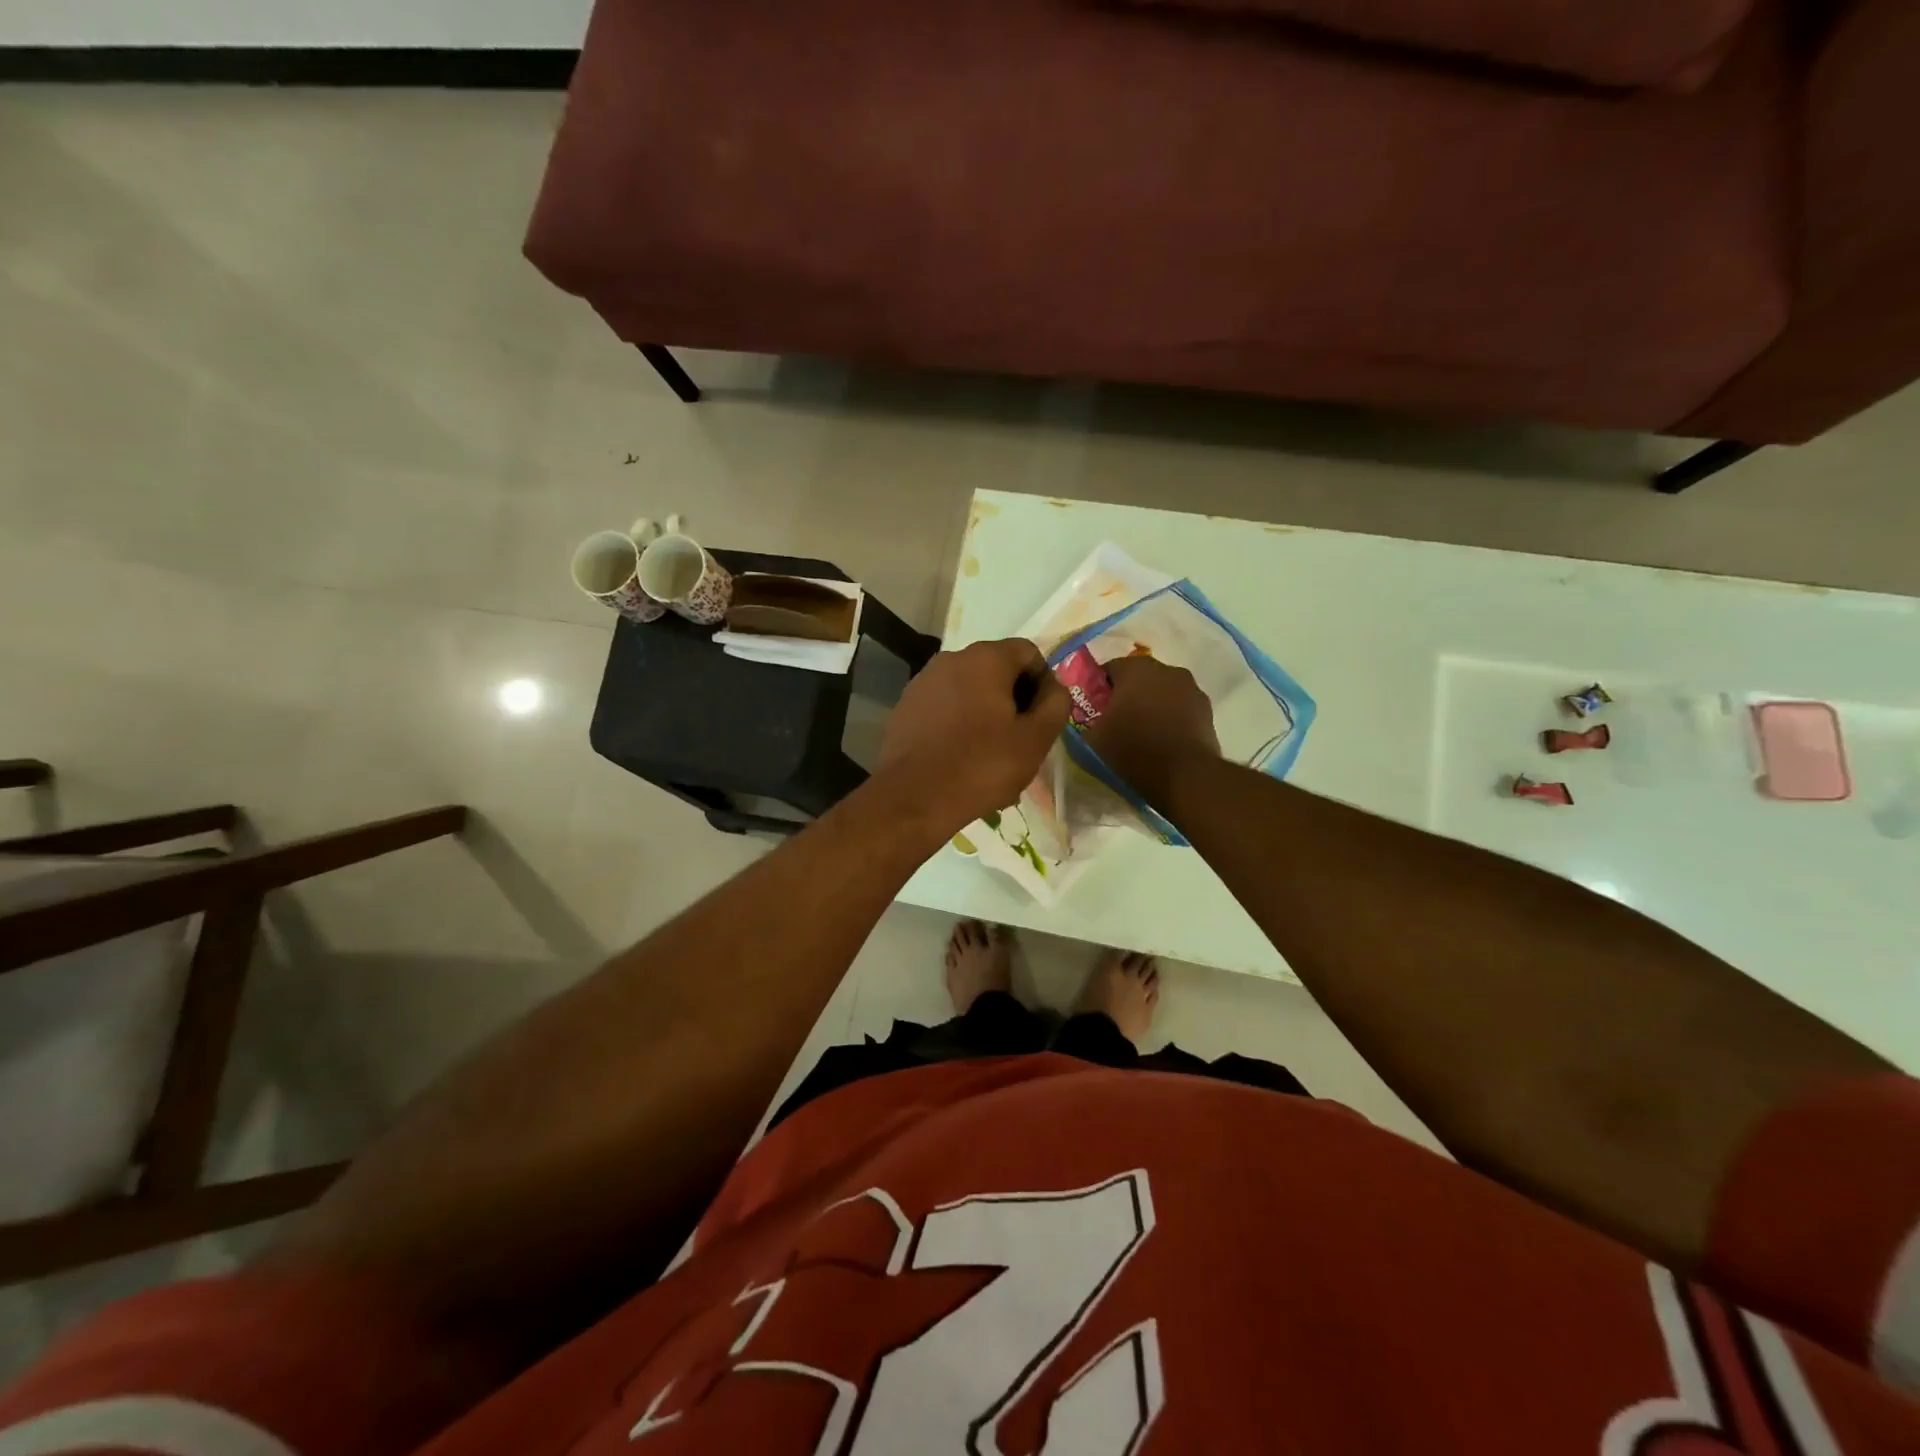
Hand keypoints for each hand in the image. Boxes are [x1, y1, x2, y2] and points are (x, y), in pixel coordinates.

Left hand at [876, 638, 1070, 833]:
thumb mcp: (1035, 739)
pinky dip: (960, 725)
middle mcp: (950, 659)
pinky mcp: (905, 707)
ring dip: (987, 714)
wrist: (912, 799)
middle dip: (1014, 700)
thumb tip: (1053, 688)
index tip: (1044, 719)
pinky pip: (945, 708)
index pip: (1029, 653)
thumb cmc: (980, 766)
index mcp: (985, 658)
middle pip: (997, 670)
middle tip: (1021, 741)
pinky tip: (962, 758)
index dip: (1044, 683)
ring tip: (992, 755)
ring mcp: (923, 682)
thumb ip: (1055, 704)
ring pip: (969, 691)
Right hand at [1082, 656, 1220, 807]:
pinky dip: (1170, 715)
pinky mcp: (1206, 709)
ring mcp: (1191, 688)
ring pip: (1161, 690)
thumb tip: (1082, 715)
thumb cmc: (1133, 751)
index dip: (1098, 688)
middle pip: (1138, 676)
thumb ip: (1083, 719)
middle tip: (1115, 719)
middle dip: (1126, 693)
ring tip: (1141, 729)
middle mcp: (1166, 669)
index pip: (1108, 668)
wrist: (1184, 776)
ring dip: (1150, 702)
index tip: (1092, 709)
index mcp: (1136, 669)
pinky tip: (1163, 737)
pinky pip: (1179, 705)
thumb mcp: (1092, 738)